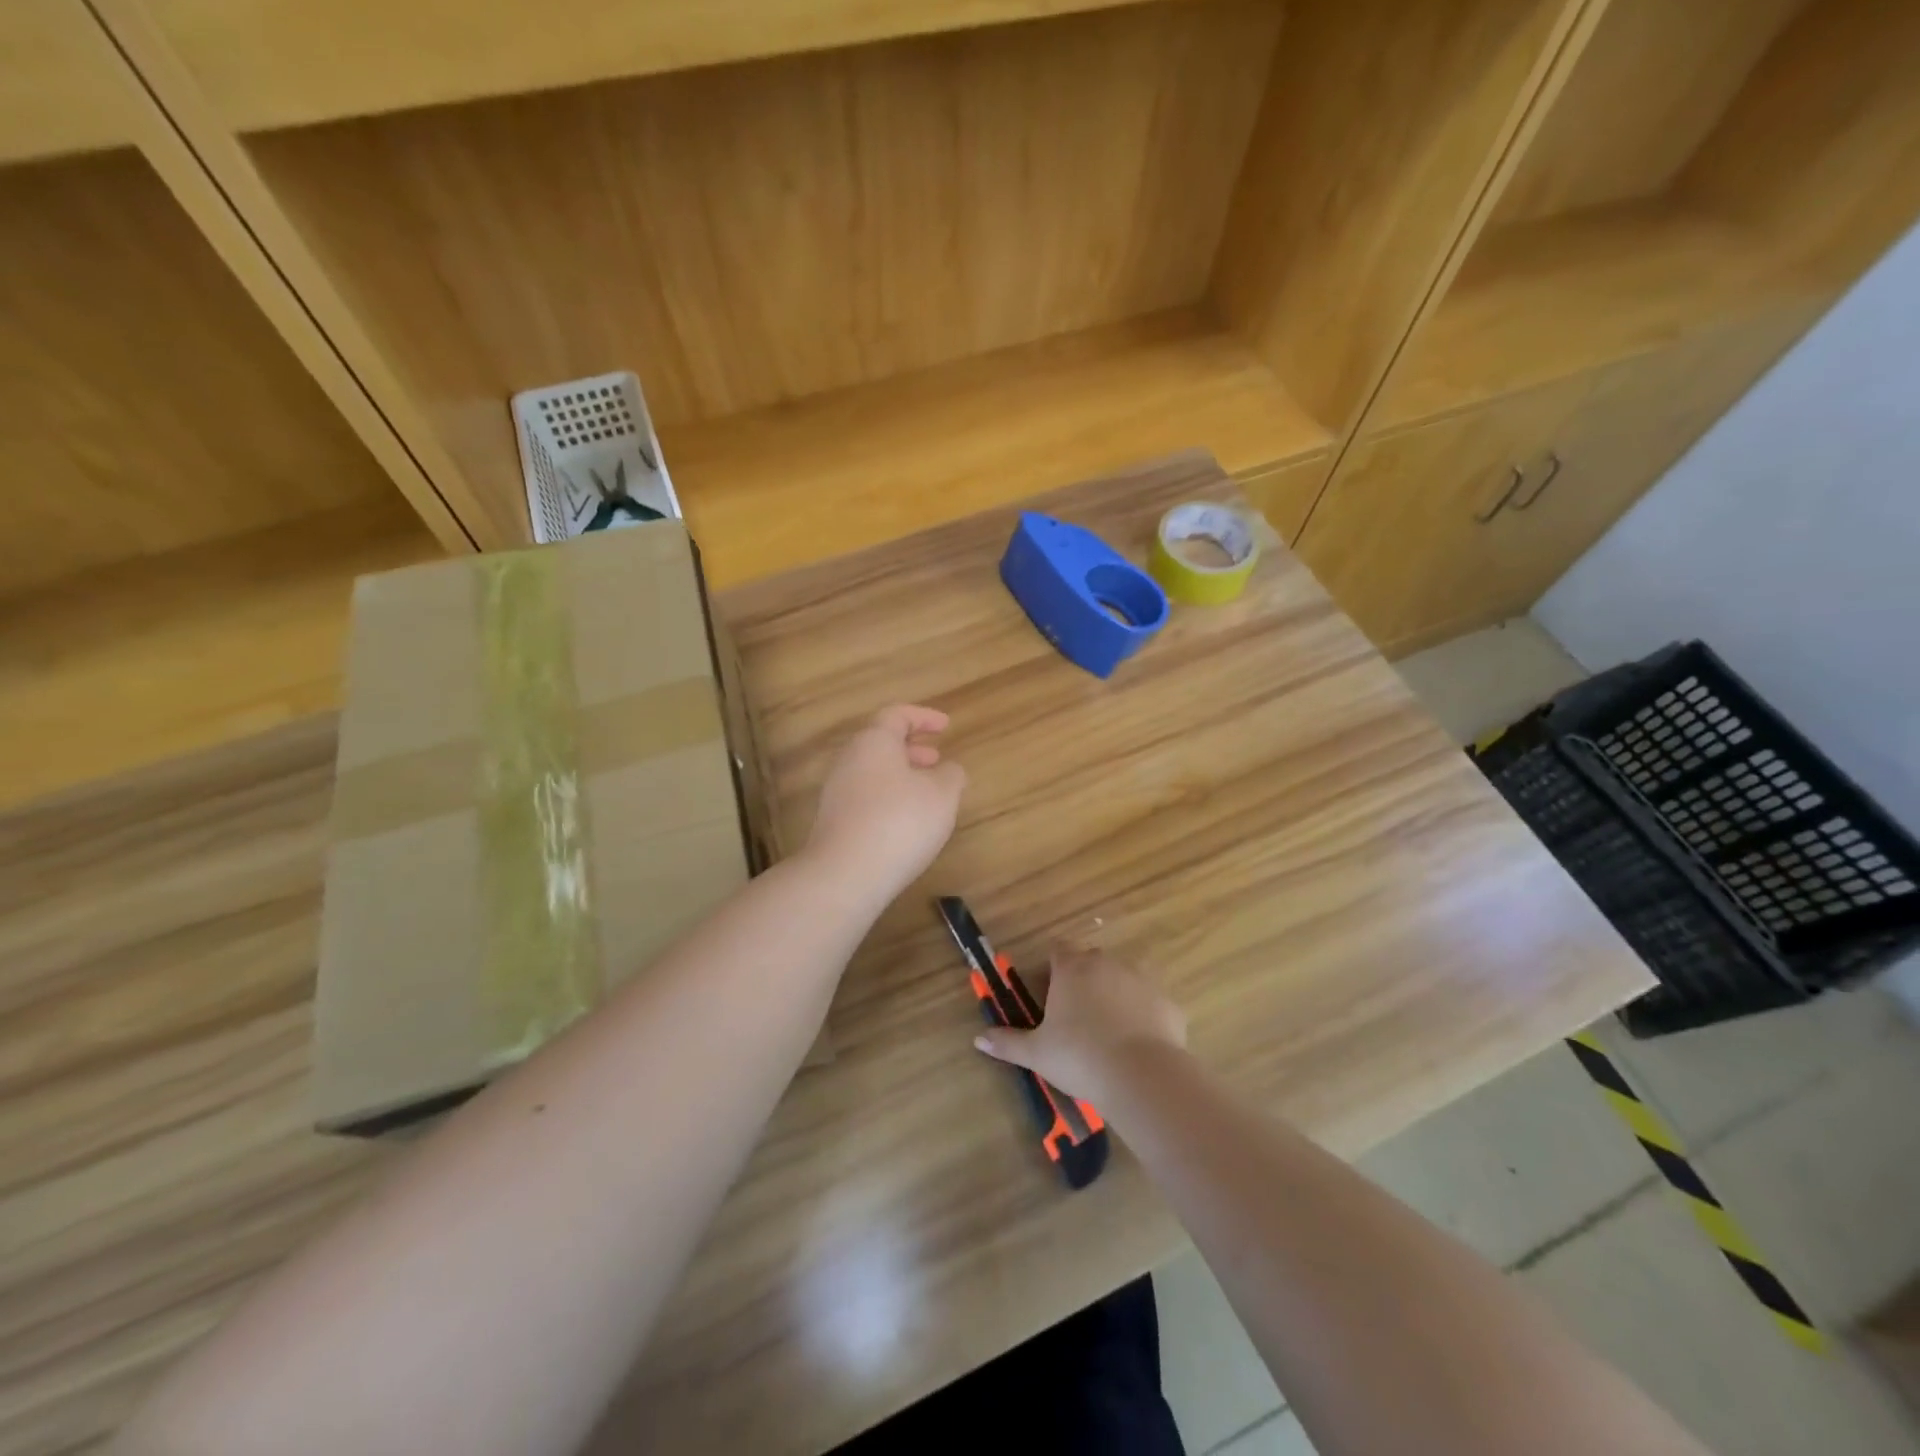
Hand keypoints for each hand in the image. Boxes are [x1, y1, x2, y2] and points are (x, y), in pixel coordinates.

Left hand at [805, 705, 965, 900]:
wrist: (846, 874)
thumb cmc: (900, 822)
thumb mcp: (942, 795)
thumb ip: (951, 776)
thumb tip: (948, 770)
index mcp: (874, 742)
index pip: (896, 715)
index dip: (923, 717)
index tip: (946, 726)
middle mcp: (849, 760)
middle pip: (880, 743)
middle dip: (911, 748)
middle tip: (936, 759)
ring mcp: (837, 792)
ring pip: (873, 772)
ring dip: (901, 776)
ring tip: (927, 794)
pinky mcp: (834, 821)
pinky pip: (865, 798)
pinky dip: (888, 798)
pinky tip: (906, 822)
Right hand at [974, 948, 1186, 1100]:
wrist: (1141, 1075)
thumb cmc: (1079, 1057)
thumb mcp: (1037, 1053)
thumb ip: (1008, 1042)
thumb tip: (979, 1038)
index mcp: (1072, 969)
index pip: (1057, 950)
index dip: (1052, 967)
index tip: (1049, 991)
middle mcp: (1107, 963)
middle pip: (1091, 961)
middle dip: (1084, 980)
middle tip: (1077, 1015)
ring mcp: (1142, 979)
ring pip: (1124, 978)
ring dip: (1116, 994)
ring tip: (1110, 1031)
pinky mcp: (1167, 1002)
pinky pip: (1150, 1003)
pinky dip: (1144, 1016)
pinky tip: (1139, 1044)